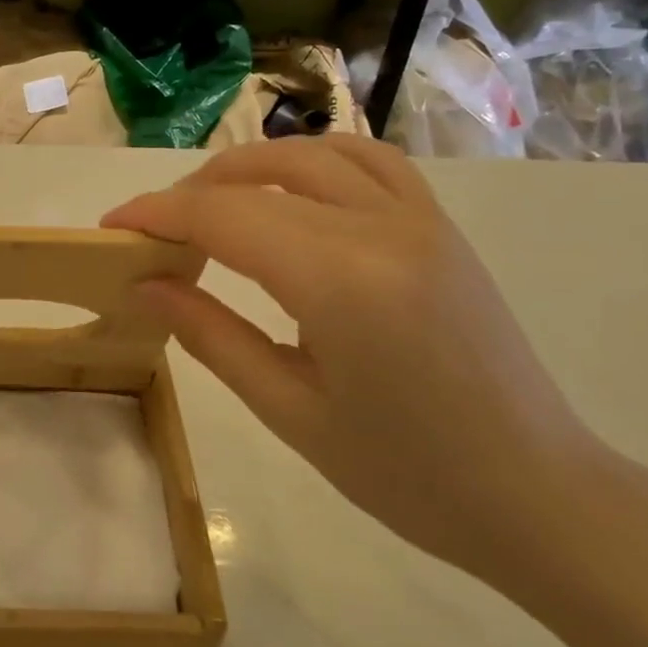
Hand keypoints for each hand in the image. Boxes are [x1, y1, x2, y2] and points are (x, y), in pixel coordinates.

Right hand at [103, 137, 604, 583]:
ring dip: (247, 167)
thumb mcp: (290, 410)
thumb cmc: (406, 473)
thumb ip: (210, 335)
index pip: (225, 216)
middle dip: (190, 194)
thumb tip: (144, 286)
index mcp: (342, 282)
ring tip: (209, 204)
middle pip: (260, 178)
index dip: (157, 214)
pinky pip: (369, 161)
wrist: (536, 493)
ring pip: (312, 153)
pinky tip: (289, 190)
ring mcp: (420, 219)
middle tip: (151, 232)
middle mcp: (382, 229)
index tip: (111, 228)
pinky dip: (312, 160)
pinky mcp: (440, 226)